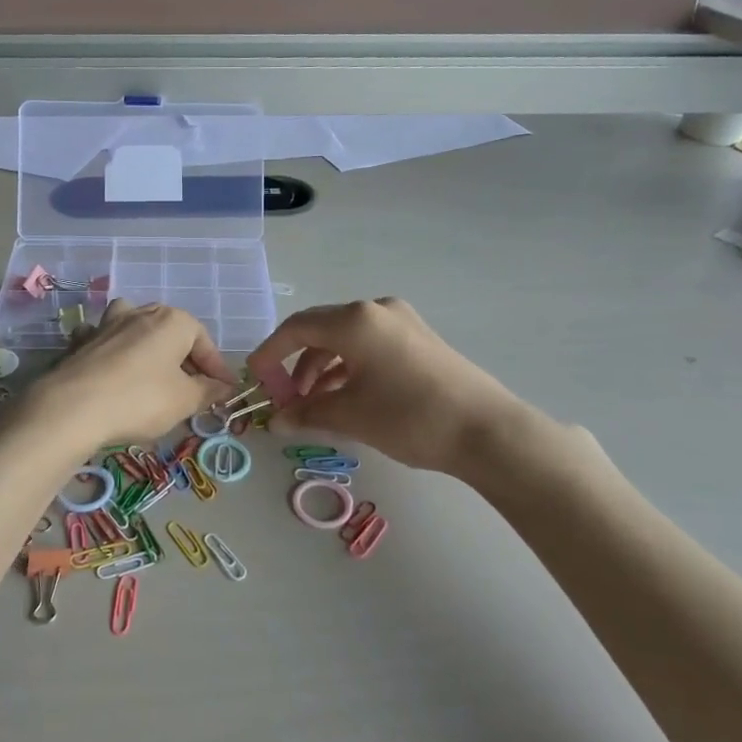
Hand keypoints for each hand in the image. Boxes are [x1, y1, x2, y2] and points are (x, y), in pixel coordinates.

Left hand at [37, 300, 236, 452]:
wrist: (73, 407)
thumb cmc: (140, 399)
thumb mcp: (185, 401)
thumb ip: (208, 391)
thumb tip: (223, 387)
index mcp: (172, 321)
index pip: (205, 342)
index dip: (217, 369)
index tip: (225, 392)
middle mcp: (140, 312)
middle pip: (172, 333)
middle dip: (184, 359)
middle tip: (193, 389)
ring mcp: (107, 323)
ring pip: (136, 328)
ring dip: (148, 347)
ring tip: (153, 374)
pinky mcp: (82, 341)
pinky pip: (105, 341)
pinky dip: (113, 351)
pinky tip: (112, 369)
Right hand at [247, 298, 543, 475]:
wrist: (487, 431)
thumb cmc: (410, 417)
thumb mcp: (351, 417)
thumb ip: (306, 413)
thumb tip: (276, 420)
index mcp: (355, 320)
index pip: (297, 328)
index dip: (270, 352)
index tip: (254, 377)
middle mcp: (376, 310)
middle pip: (320, 330)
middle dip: (296, 363)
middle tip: (284, 397)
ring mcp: (401, 322)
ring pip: (345, 339)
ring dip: (322, 368)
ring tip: (313, 404)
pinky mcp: (418, 338)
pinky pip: (369, 345)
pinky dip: (349, 367)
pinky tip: (344, 396)